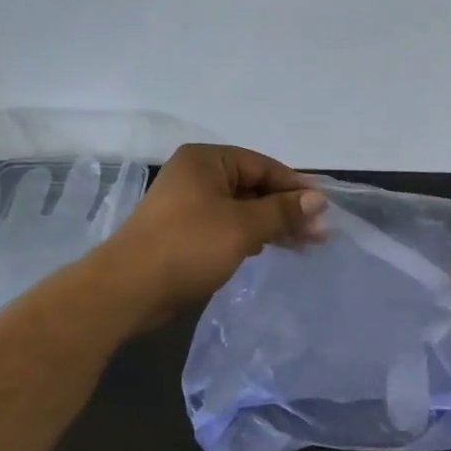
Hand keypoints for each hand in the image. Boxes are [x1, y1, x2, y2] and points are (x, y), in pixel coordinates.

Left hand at [103, 144, 324, 325]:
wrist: (127, 290)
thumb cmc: (188, 246)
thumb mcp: (242, 226)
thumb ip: (282, 211)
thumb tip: (319, 200)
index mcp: (206, 160)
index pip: (262, 165)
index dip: (295, 186)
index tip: (324, 207)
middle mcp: (196, 175)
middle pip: (253, 186)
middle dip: (286, 209)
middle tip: (320, 233)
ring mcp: (188, 205)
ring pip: (241, 209)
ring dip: (271, 224)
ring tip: (305, 244)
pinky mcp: (184, 232)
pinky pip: (227, 226)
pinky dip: (250, 235)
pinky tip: (269, 248)